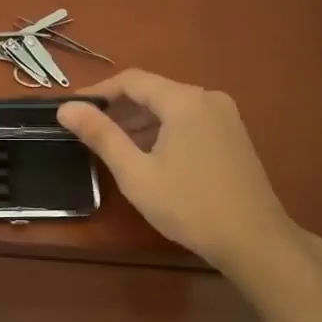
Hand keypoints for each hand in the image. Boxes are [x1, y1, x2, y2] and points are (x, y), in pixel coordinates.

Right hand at [57, 70, 300, 273]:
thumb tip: (66, 108)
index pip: (131, 80)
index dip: (98, 91)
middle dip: (118, 108)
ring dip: (140, 121)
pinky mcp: (233, 134)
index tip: (72, 109)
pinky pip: (189, 120)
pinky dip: (163, 130)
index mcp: (185, 100)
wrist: (255, 241)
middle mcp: (207, 98)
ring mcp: (225, 115)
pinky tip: (148, 155)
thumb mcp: (136, 174)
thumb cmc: (190, 206)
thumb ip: (101, 135)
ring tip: (112, 145)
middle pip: (153, 91)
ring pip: (171, 107)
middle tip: (87, 130)